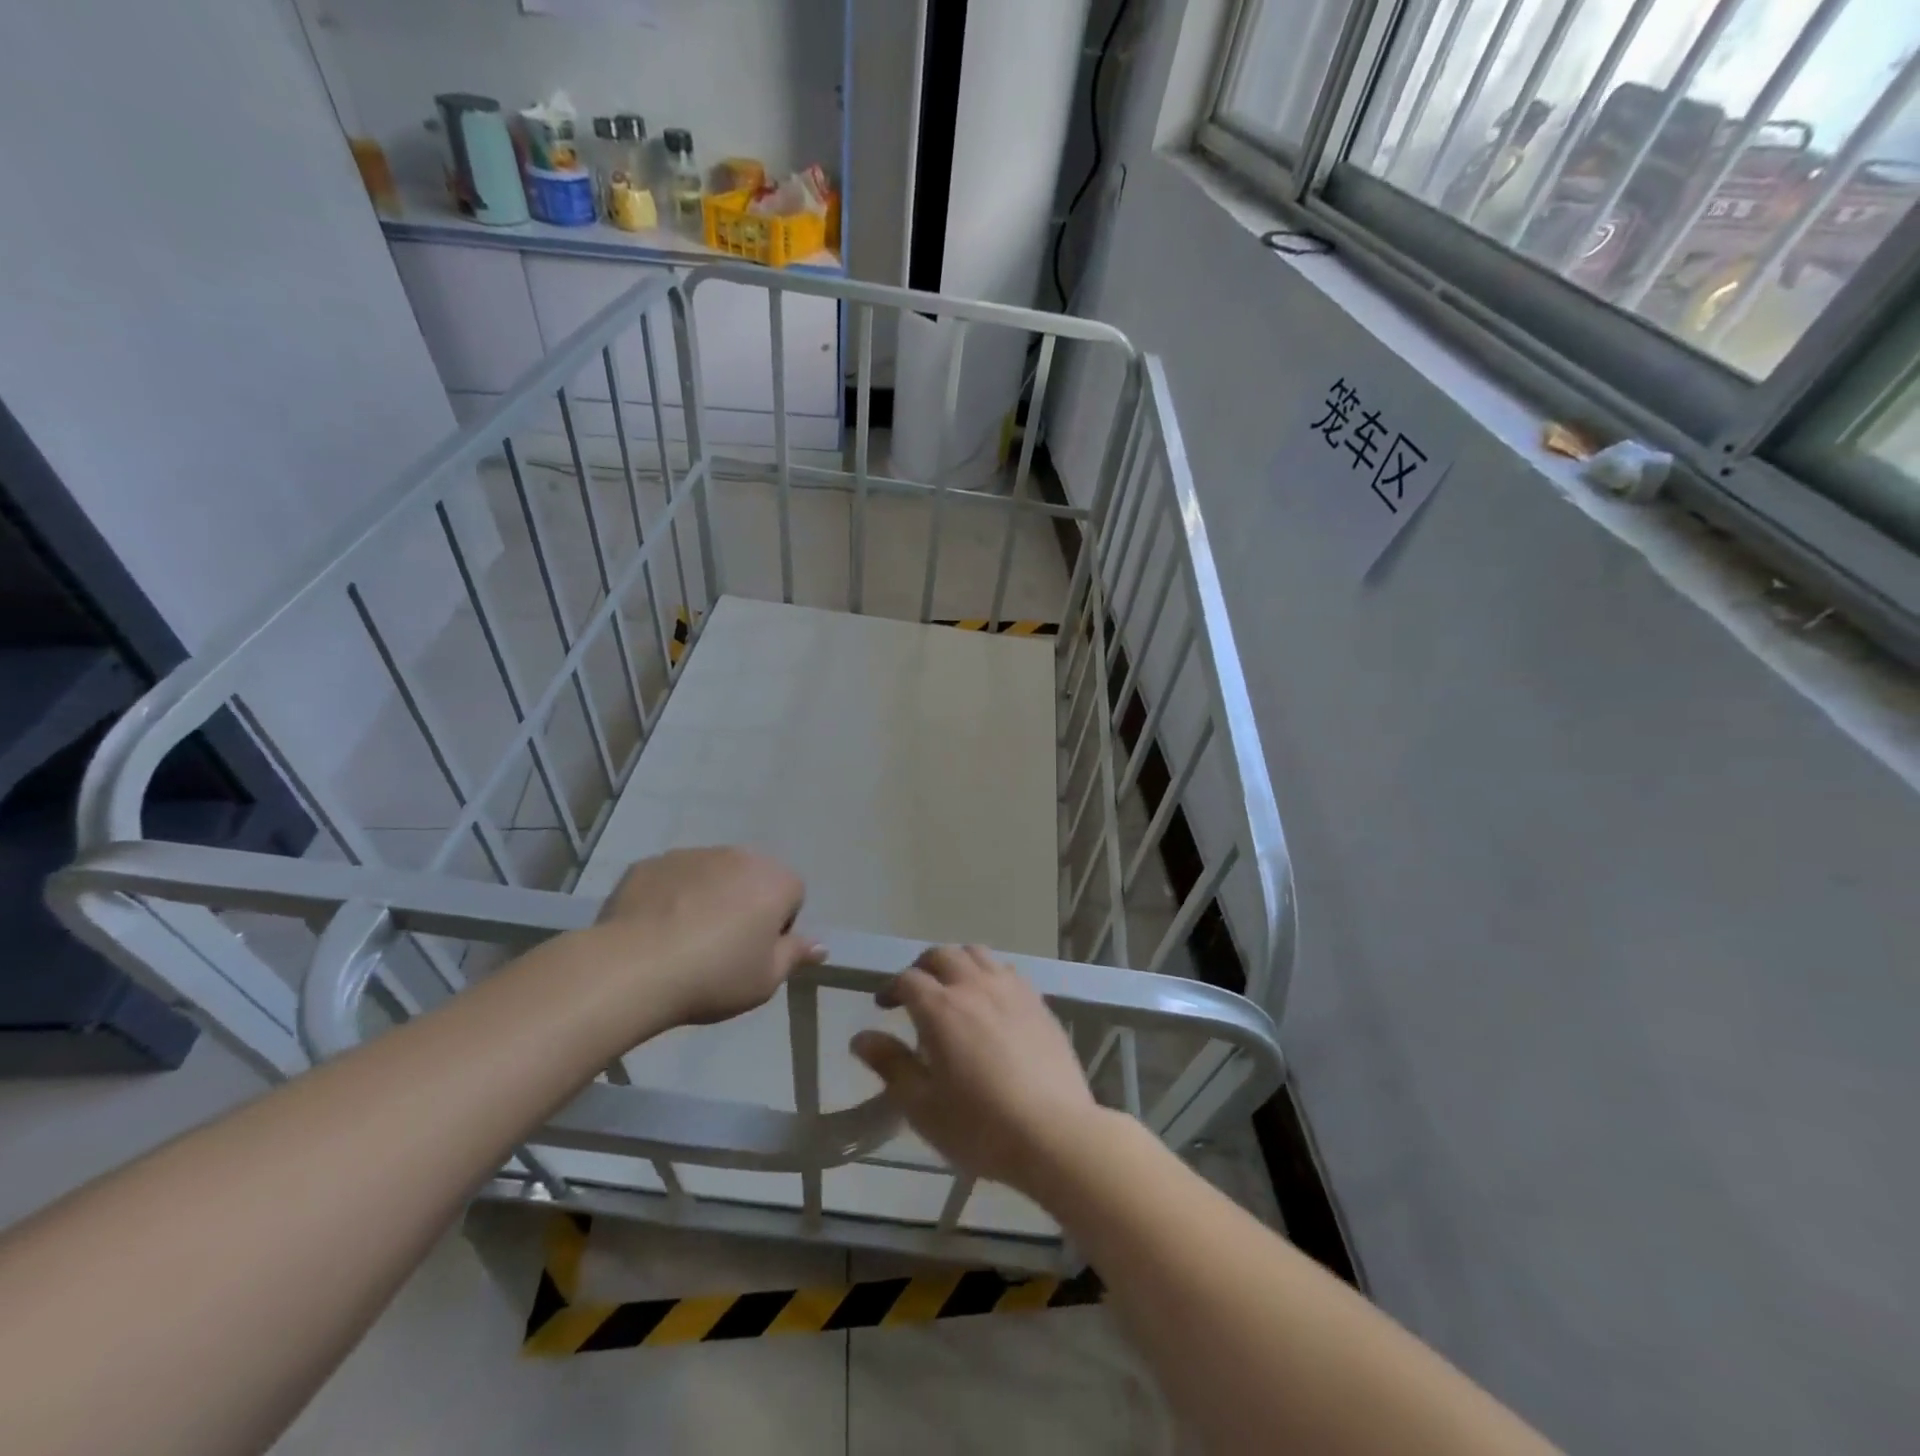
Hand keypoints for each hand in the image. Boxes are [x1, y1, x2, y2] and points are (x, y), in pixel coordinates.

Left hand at [590, 848, 824, 1026]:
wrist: (635, 967)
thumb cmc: (715, 975)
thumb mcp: (766, 980)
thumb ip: (795, 955)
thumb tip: (819, 945)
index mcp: (775, 881)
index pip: (793, 895)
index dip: (778, 926)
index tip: (756, 953)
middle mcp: (739, 856)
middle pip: (752, 878)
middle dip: (744, 904)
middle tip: (722, 947)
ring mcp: (693, 854)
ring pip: (712, 875)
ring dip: (708, 897)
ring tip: (684, 940)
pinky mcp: (652, 863)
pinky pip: (673, 878)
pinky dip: (671, 897)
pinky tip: (654, 931)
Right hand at [851, 945, 1104, 1194]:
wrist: (1054, 1133)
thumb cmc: (980, 1126)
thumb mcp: (922, 1106)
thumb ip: (890, 1065)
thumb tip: (861, 1037)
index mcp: (941, 1009)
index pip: (908, 979)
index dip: (891, 988)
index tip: (884, 1006)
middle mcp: (975, 986)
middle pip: (942, 955)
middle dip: (922, 967)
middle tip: (915, 992)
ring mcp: (1011, 990)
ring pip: (978, 954)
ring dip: (957, 963)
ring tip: (953, 990)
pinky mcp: (1038, 1002)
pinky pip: (1007, 970)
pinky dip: (989, 974)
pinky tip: (991, 1002)